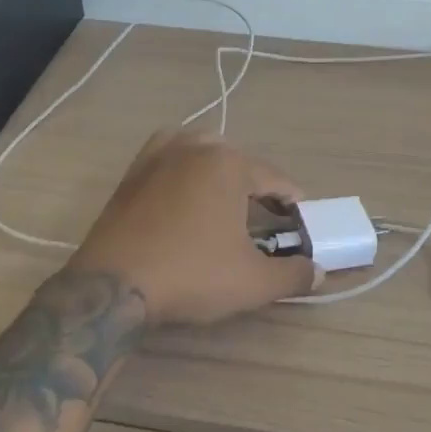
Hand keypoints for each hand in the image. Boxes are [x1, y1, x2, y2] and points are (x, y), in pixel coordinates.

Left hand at [70, 130, 318, 325]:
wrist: (112, 285)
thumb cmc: (191, 274)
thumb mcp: (252, 281)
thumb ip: (292, 274)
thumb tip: (317, 272)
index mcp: (228, 162)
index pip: (274, 178)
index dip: (292, 202)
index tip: (301, 222)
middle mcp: (194, 146)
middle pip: (239, 162)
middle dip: (255, 188)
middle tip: (264, 221)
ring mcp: (158, 154)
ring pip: (202, 154)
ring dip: (219, 174)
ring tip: (226, 206)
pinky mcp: (132, 171)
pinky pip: (170, 160)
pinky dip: (185, 171)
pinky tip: (186, 197)